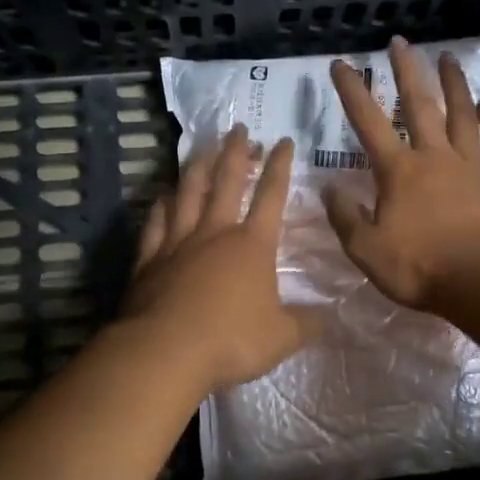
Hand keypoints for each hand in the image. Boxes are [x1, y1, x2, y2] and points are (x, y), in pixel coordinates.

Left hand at [122, 126, 318, 391]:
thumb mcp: (282, 338)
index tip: (283, 141)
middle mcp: (215, 233)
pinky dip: (160, 206)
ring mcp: (178, 243)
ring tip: (202, 147)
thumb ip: (307, 324)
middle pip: (226, 182)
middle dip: (235, 152)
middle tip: (238, 127)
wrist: (166, 351)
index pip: (271, 196)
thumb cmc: (232, 340)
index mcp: (252, 245)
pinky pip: (155, 224)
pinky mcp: (149, 260)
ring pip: (188, 194)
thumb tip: (330, 318)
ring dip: (197, 167)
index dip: (279, 166)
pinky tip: (162, 195)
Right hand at [324, 37, 479, 311]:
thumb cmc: (421, 268)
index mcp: (399, 171)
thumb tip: (328, 188)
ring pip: (462, 113)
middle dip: (406, 71)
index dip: (352, 91)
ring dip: (454, 84)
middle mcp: (434, 156)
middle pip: (419, 104)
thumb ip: (345, 217)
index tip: (341, 63)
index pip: (368, 122)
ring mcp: (471, 165)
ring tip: (449, 58)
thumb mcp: (367, 250)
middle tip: (400, 41)